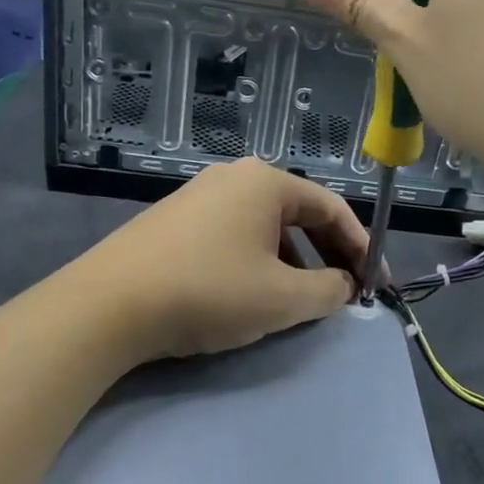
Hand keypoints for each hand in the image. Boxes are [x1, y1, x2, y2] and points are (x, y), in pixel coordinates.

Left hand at [72, 158, 366, 362]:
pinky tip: (252, 294)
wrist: (108, 305)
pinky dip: (258, 261)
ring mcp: (199, 196)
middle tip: (346, 292)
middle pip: (299, 214)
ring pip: (266, 227)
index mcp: (266, 182)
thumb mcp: (282, 298)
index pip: (332, 208)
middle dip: (328, 255)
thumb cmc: (209, 290)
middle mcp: (235, 177)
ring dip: (294, 261)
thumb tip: (343, 286)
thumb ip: (328, 290)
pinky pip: (234, 235)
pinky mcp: (174, 220)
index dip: (361, 247)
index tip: (376, 284)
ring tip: (300, 300)